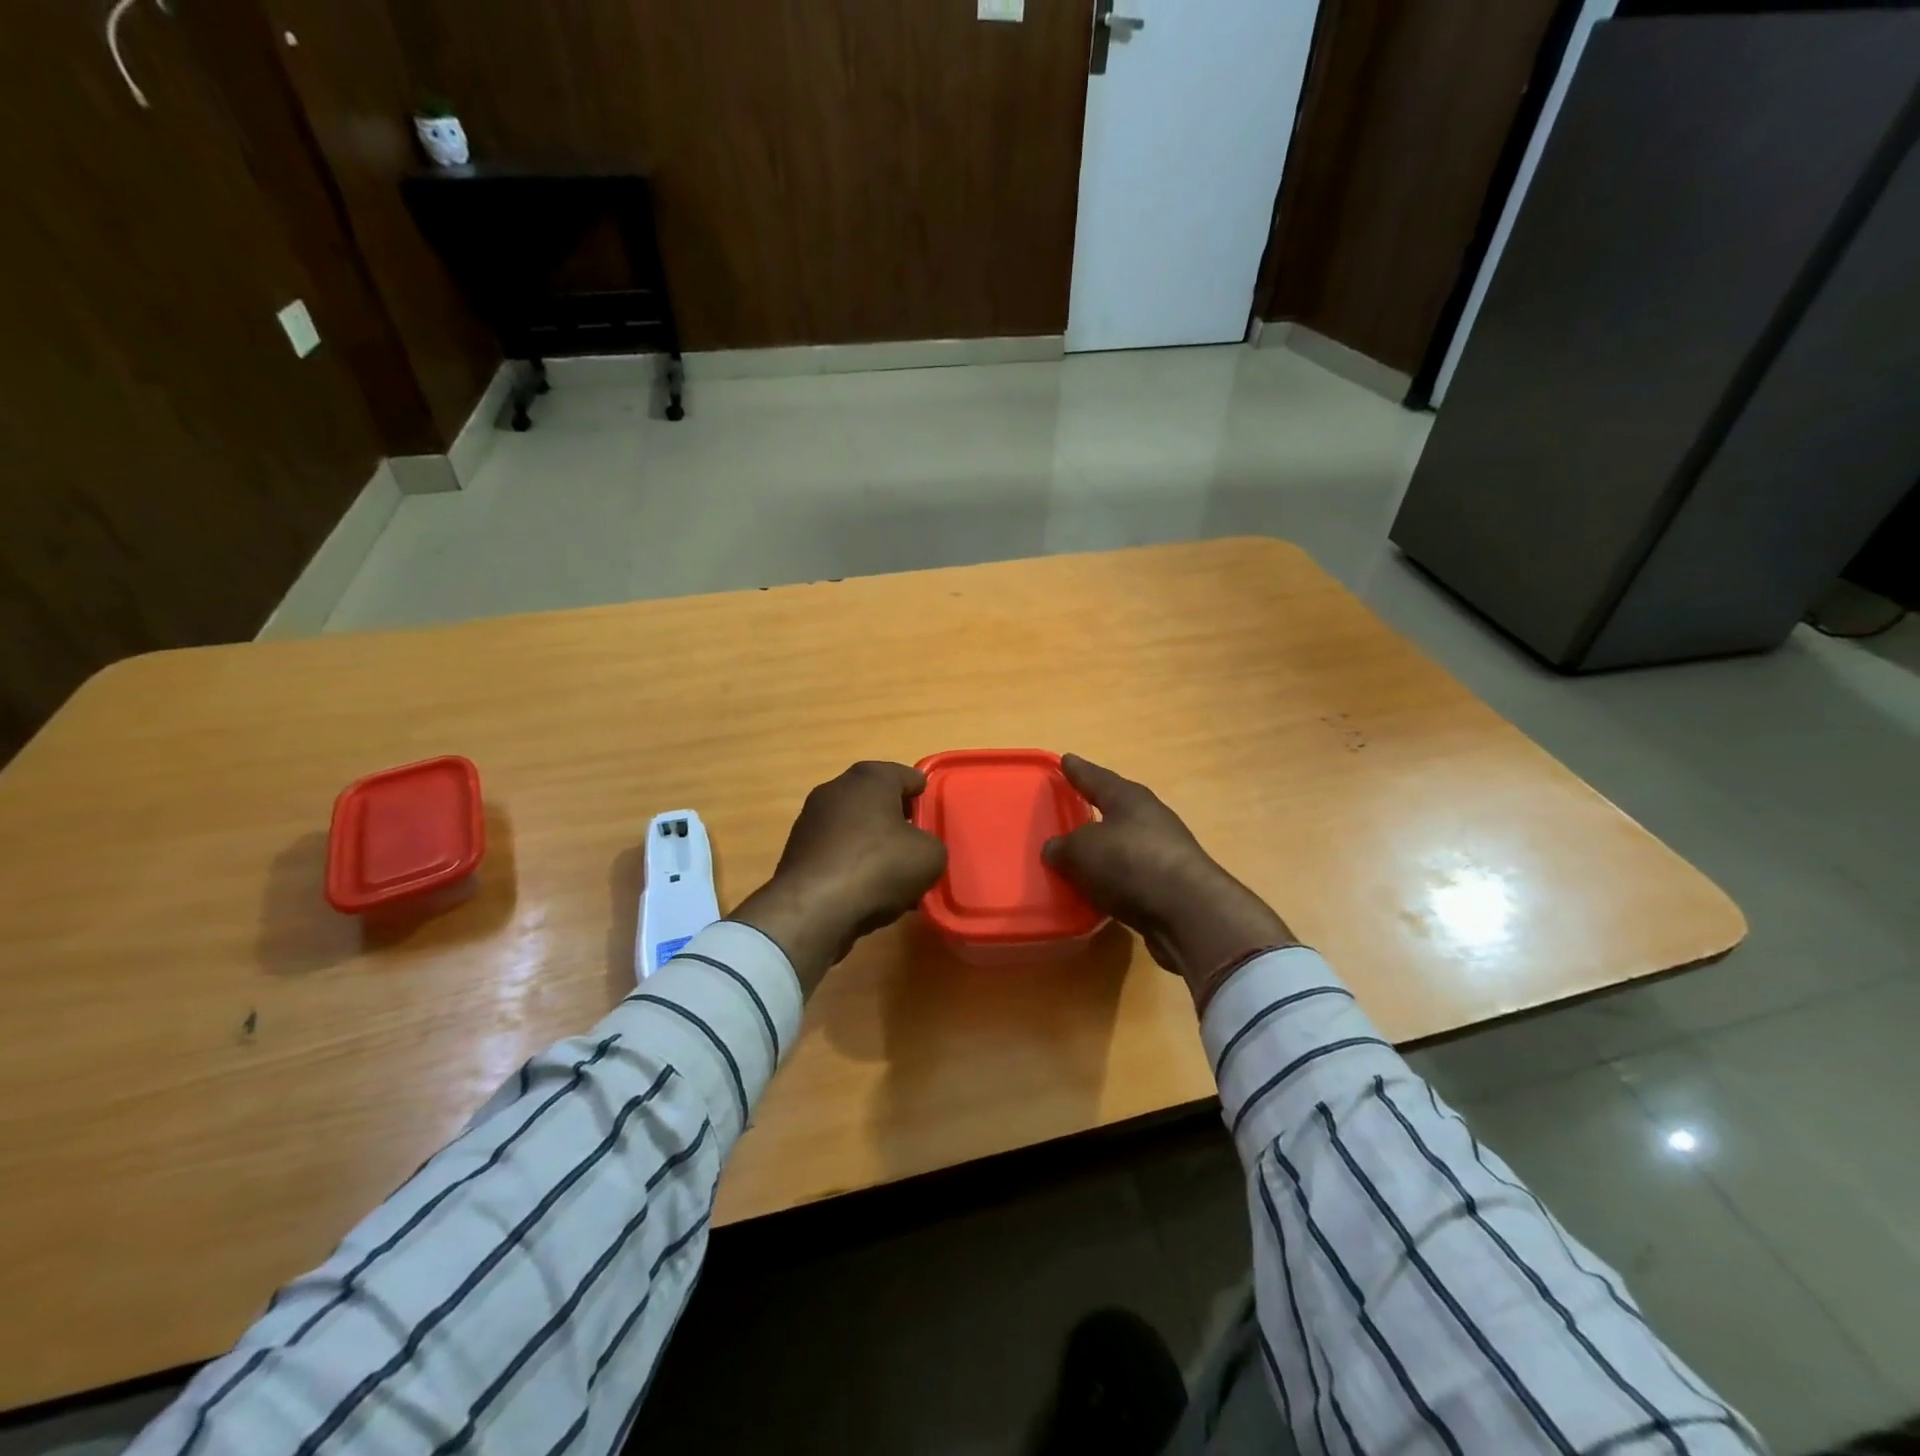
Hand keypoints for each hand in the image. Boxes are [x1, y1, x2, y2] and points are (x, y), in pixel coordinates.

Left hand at [731, 761, 946, 995]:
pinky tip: (863, 890)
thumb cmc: (878, 867)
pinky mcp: (796, 850)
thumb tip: (919, 849)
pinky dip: (850, 863)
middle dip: (897, 820)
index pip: (908, 777)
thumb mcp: (929, 856)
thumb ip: (931, 844)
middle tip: (916, 847)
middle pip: (877, 800)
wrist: (813, 909)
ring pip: (854, 827)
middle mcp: (836, 788)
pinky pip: (835, 851)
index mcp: (870, 778)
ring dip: (872, 844)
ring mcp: (811, 818)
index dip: (924, 798)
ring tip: (891, 875)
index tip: (933, 820)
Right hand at [1042, 754, 1296, 1010]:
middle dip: (1096, 807)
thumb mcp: (1082, 852)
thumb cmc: (1130, 864)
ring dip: (1107, 847)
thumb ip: (1063, 847)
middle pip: (1117, 807)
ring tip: (1082, 853)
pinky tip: (1101, 888)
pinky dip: (1116, 877)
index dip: (1078, 771)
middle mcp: (1150, 817)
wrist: (1188, 912)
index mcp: (1128, 798)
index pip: (1096, 778)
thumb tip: (1054, 848)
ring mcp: (1165, 850)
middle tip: (1074, 805)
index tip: (1066, 759)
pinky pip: (1133, 873)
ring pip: (1126, 842)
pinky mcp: (1171, 883)